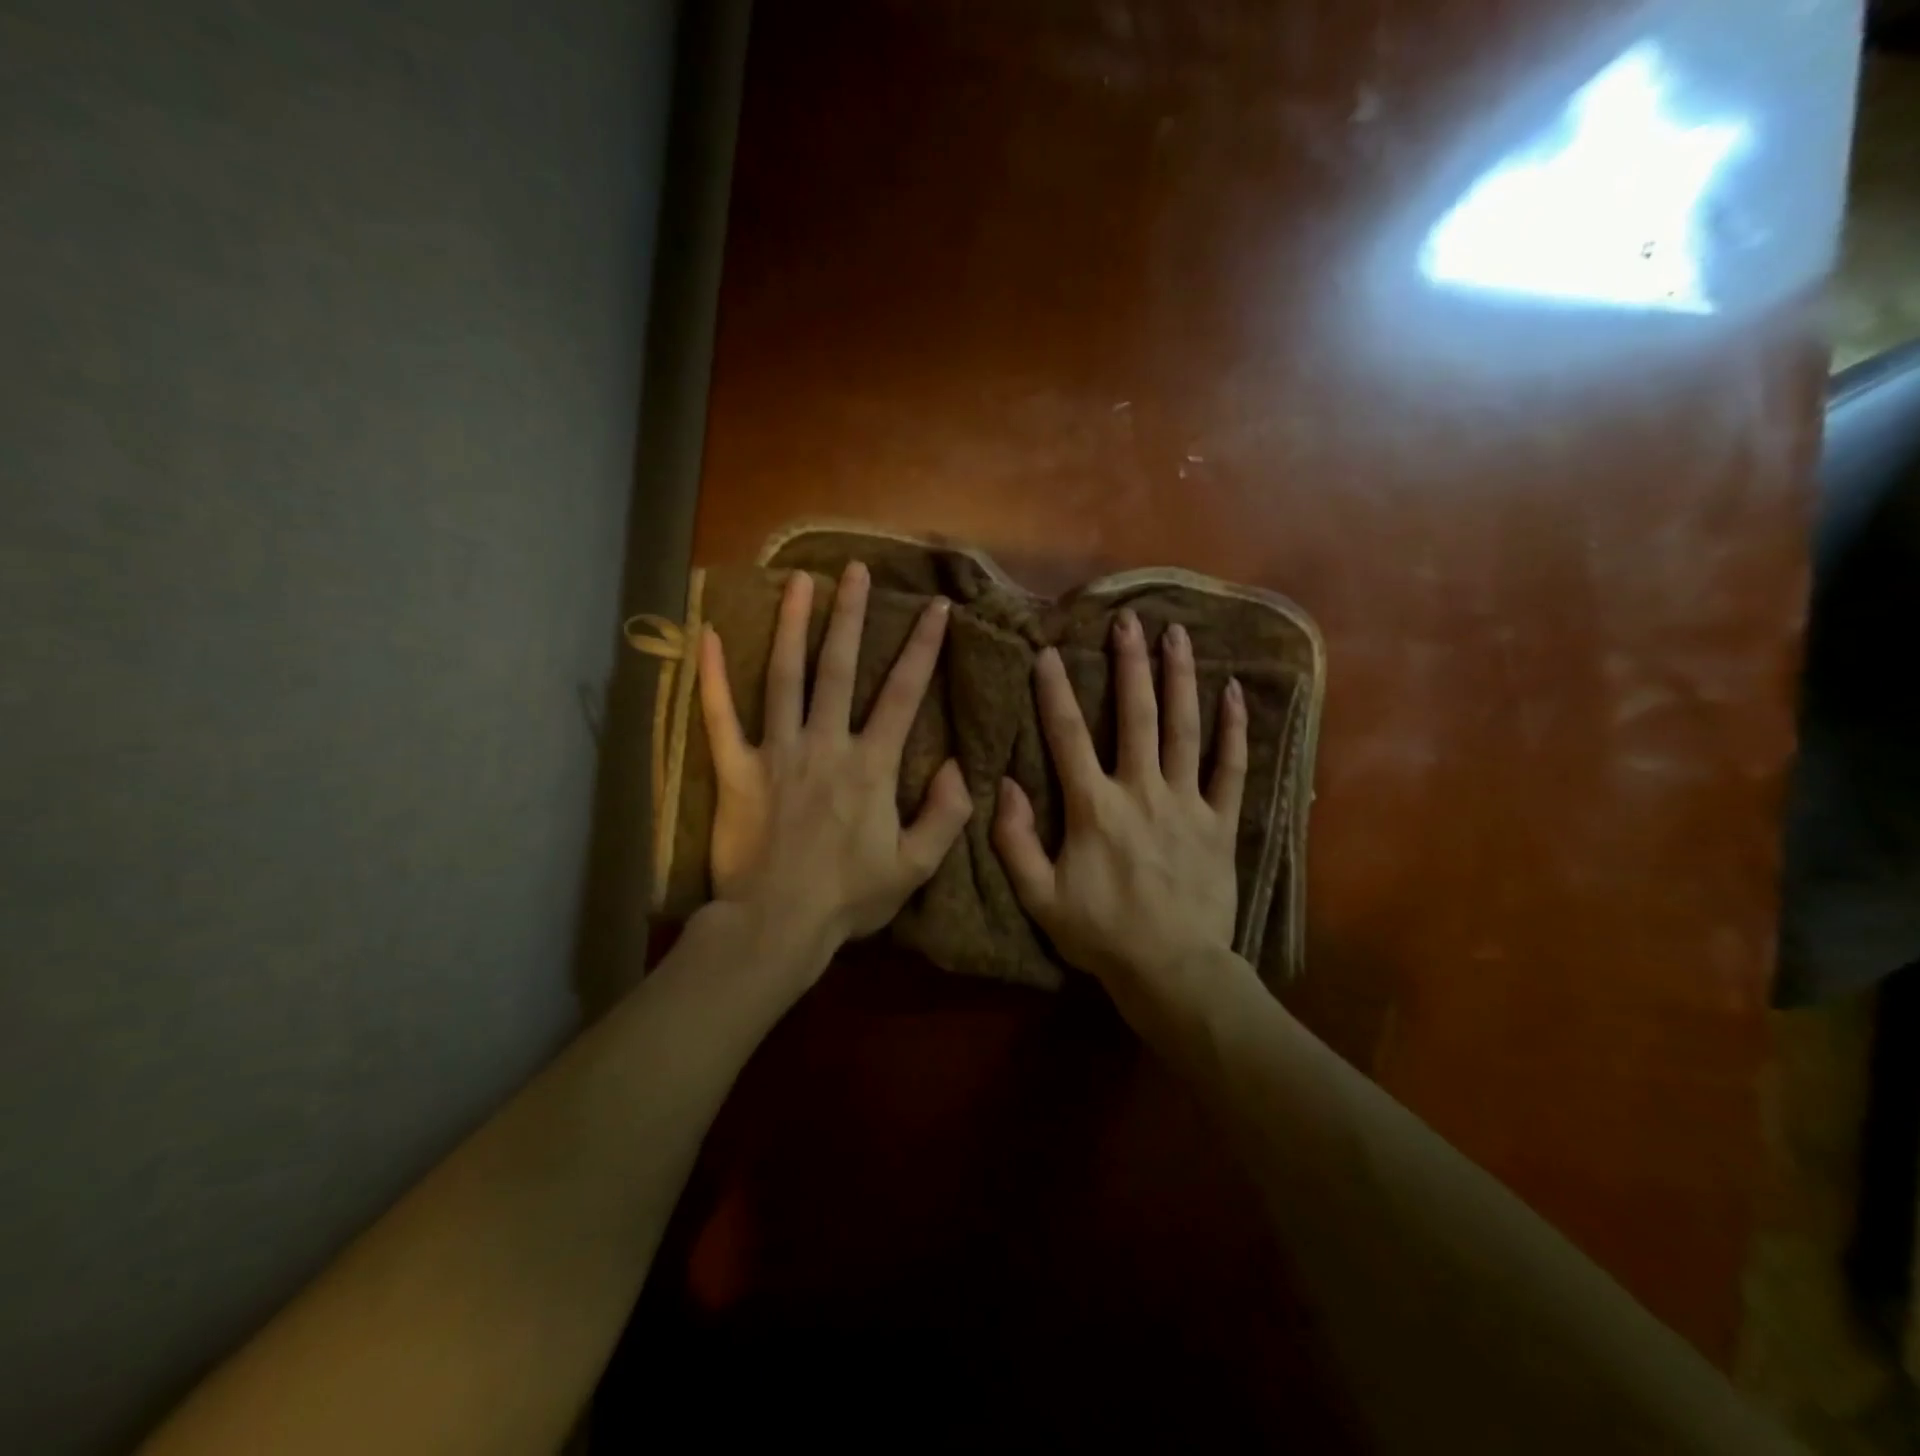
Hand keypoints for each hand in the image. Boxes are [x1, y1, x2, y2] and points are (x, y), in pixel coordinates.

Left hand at [698, 562, 972, 978]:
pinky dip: (713, 676)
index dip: (923, 648)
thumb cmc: (850, 897)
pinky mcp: (737, 770)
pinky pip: (721, 717)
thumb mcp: (914, 866)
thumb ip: (945, 815)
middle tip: (856, 569)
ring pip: (785, 677)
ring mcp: (778, 752)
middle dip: (852, 615)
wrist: (778, 924)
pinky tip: (707, 635)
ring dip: (792, 625)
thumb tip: (959, 765)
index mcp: (871, 766)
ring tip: (799, 581)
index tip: (937, 608)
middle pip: (840, 668)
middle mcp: (826, 744)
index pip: (903, 694)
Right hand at [992, 609, 1250, 1025]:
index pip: (1068, 736)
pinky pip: (1231, 768)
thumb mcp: (1039, 897)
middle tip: (1128, 619)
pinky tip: (1233, 692)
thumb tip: (1002, 785)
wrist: (1172, 970)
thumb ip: (1014, 841)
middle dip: (1129, 664)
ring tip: (1177, 635)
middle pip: (1135, 715)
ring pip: (1184, 728)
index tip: (1047, 652)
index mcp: (1093, 807)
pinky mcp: (1220, 821)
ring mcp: (1187, 803)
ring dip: (1179, 678)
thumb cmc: (1101, 934)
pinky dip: (1233, 729)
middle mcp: (1141, 791)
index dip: (1054, 692)